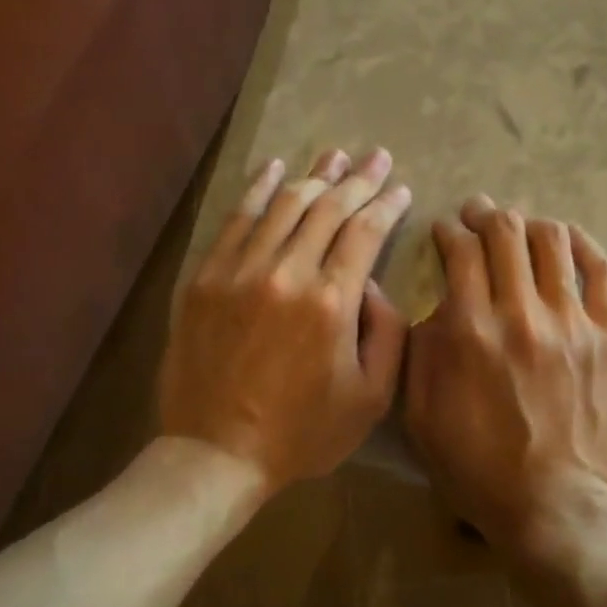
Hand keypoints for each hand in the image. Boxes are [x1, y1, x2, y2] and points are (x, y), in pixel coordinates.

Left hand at [159, 147, 411, 495]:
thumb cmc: (303, 433)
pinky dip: (258, 189)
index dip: (386, 204)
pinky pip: (235, 220)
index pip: (365, 232)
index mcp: (332, 302)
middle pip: (327, 208)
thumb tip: (374, 284)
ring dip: (313, 175)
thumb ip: (388, 334)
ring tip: (335, 154)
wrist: (217, 452)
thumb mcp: (372, 398)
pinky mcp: (205, 278)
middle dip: (358, 179)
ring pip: (283, 205)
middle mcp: (286, 273)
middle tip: (376, 157)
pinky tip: (275, 170)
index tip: (400, 188)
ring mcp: (239, 271)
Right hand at [404, 195, 606, 562]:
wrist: (556, 508)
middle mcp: (521, 313)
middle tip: (479, 215)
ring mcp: (572, 322)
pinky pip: (600, 270)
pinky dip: (581, 243)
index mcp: (469, 331)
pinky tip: (567, 239)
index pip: (461, 252)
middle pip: (505, 233)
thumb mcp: (423, 418)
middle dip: (486, 215)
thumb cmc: (479, 471)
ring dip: (530, 224)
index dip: (450, 232)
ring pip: (552, 241)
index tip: (447, 232)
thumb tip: (436, 308)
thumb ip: (422, 354)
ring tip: (521, 228)